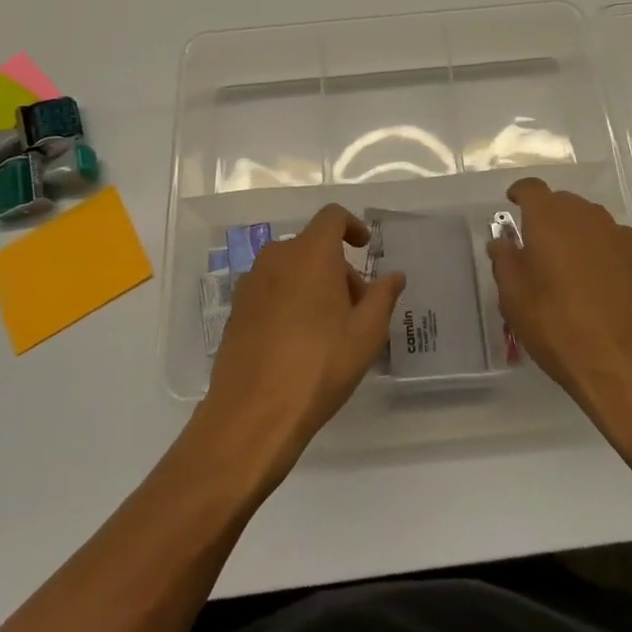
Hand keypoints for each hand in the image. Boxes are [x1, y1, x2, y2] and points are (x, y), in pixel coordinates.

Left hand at [198, 205, 405, 483]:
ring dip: (313, 285)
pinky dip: (290, 300)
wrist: (252, 414)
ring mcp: (251, 283)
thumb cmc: (318, 366)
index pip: (332, 217)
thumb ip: (383, 297)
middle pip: (313, 247)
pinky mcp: (236, 309)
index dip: (352, 226)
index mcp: (310, 253)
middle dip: (338, 269)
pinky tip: (299, 342)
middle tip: (357, 308)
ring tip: (330, 329)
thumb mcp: (365, 334)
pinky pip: (271, 289)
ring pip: (291, 269)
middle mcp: (277, 257)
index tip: (365, 248)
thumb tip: (394, 276)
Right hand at [488, 178, 631, 425]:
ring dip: (581, 237)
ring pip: (595, 225)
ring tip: (574, 270)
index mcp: (550, 218)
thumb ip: (505, 261)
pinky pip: (619, 248)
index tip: (514, 206)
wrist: (626, 366)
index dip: (521, 194)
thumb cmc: (558, 327)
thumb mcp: (514, 298)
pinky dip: (608, 258)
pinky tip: (605, 289)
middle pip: (565, 203)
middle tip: (541, 247)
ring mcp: (623, 237)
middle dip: (551, 218)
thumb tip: (503, 242)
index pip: (532, 188)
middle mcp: (589, 217)